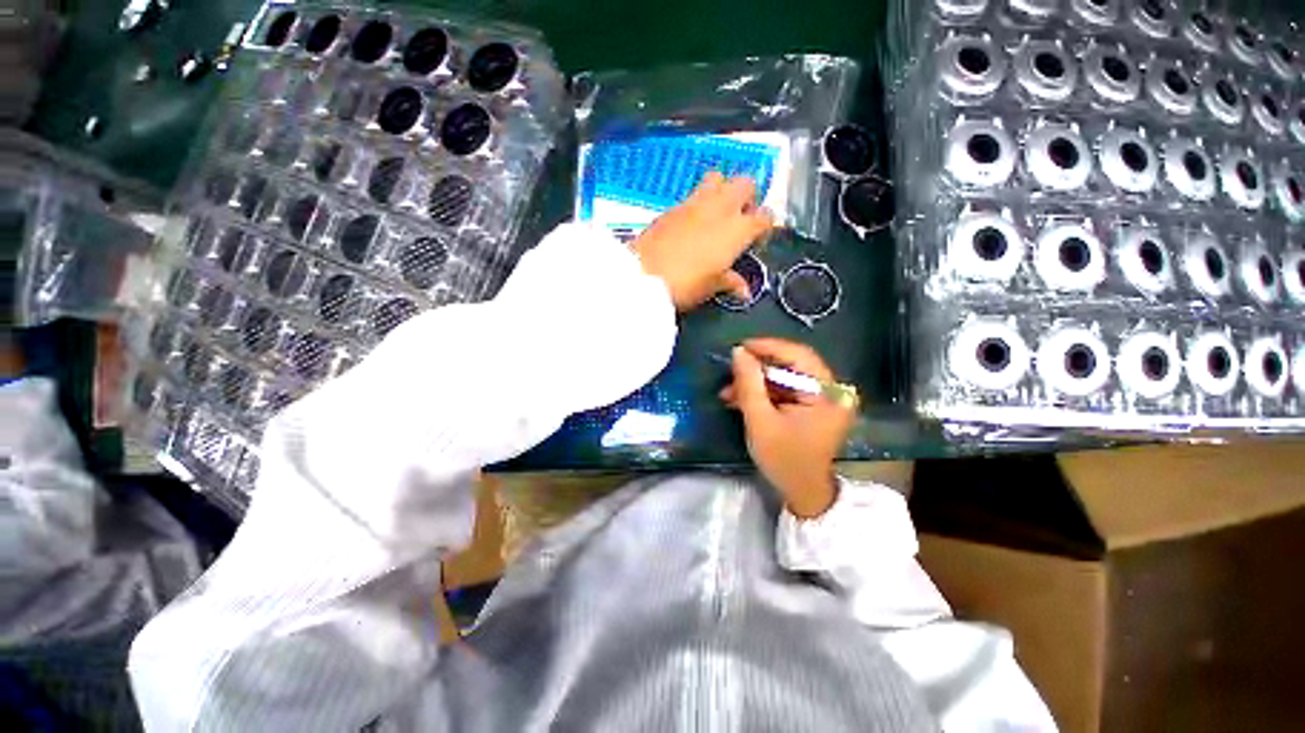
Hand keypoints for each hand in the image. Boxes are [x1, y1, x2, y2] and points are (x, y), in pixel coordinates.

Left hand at [632, 172, 774, 310]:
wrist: (644, 274)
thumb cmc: (686, 283)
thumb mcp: (712, 286)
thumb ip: (731, 282)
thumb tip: (744, 291)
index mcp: (737, 229)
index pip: (764, 217)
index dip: (764, 228)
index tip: (756, 242)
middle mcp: (720, 208)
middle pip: (745, 183)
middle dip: (747, 198)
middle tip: (739, 221)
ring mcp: (694, 203)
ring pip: (718, 178)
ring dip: (722, 191)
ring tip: (716, 215)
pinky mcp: (672, 206)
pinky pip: (693, 195)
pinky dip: (698, 204)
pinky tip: (691, 225)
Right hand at [720, 339, 855, 518]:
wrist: (803, 492)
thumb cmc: (784, 459)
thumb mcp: (760, 420)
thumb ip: (749, 384)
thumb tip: (739, 352)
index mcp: (827, 393)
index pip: (799, 355)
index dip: (768, 347)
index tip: (740, 347)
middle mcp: (831, 390)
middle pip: (791, 366)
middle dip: (757, 370)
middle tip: (731, 372)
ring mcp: (823, 398)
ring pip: (784, 378)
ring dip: (756, 383)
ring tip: (728, 392)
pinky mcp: (812, 406)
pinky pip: (785, 391)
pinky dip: (763, 394)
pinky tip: (739, 399)